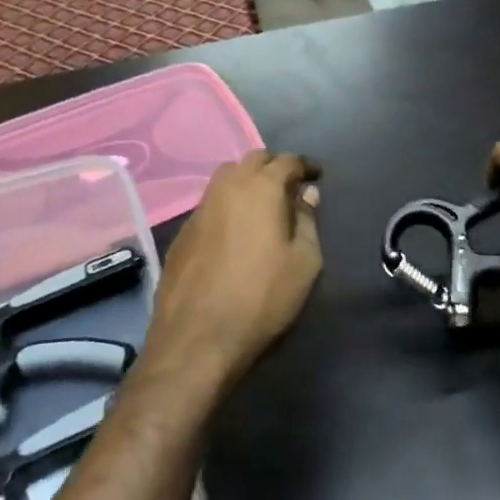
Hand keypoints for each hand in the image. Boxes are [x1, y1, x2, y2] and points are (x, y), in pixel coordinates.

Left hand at [144, 152, 321, 392]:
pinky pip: (211, 204)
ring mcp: (199, 208)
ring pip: (227, 178)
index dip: (305, 166)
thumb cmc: (262, 298)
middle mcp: (227, 188)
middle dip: (274, 166)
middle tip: (290, 187)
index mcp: (260, 188)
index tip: (316, 176)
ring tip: (263, 205)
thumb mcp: (304, 262)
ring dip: (247, 182)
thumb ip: (308, 221)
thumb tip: (307, 194)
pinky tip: (235, 230)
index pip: (287, 161)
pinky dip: (228, 205)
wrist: (197, 338)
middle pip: (252, 160)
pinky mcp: (183, 232)